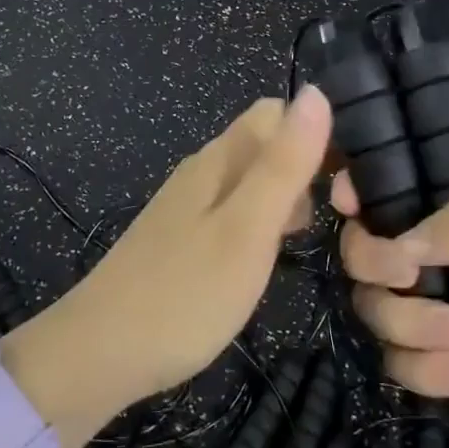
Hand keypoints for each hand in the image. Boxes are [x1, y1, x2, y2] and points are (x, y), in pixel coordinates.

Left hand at [48, 88, 331, 415]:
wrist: (99, 353)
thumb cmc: (185, 293)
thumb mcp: (248, 228)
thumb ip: (284, 163)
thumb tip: (317, 93)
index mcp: (220, 159)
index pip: (277, 111)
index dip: (317, 131)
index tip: (349, 175)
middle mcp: (203, 171)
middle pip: (265, 143)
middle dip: (305, 165)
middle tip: (337, 213)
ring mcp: (188, 205)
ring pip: (250, 178)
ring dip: (285, 195)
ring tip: (308, 237)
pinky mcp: (180, 238)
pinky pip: (233, 209)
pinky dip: (261, 222)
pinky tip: (266, 257)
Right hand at [334, 181, 448, 447]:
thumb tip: (401, 243)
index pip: (399, 188)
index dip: (363, 191)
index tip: (347, 204)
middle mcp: (444, 256)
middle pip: (367, 249)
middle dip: (375, 264)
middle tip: (407, 277)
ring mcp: (438, 311)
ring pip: (374, 307)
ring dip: (406, 324)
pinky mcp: (439, 366)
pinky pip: (397, 362)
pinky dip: (426, 371)